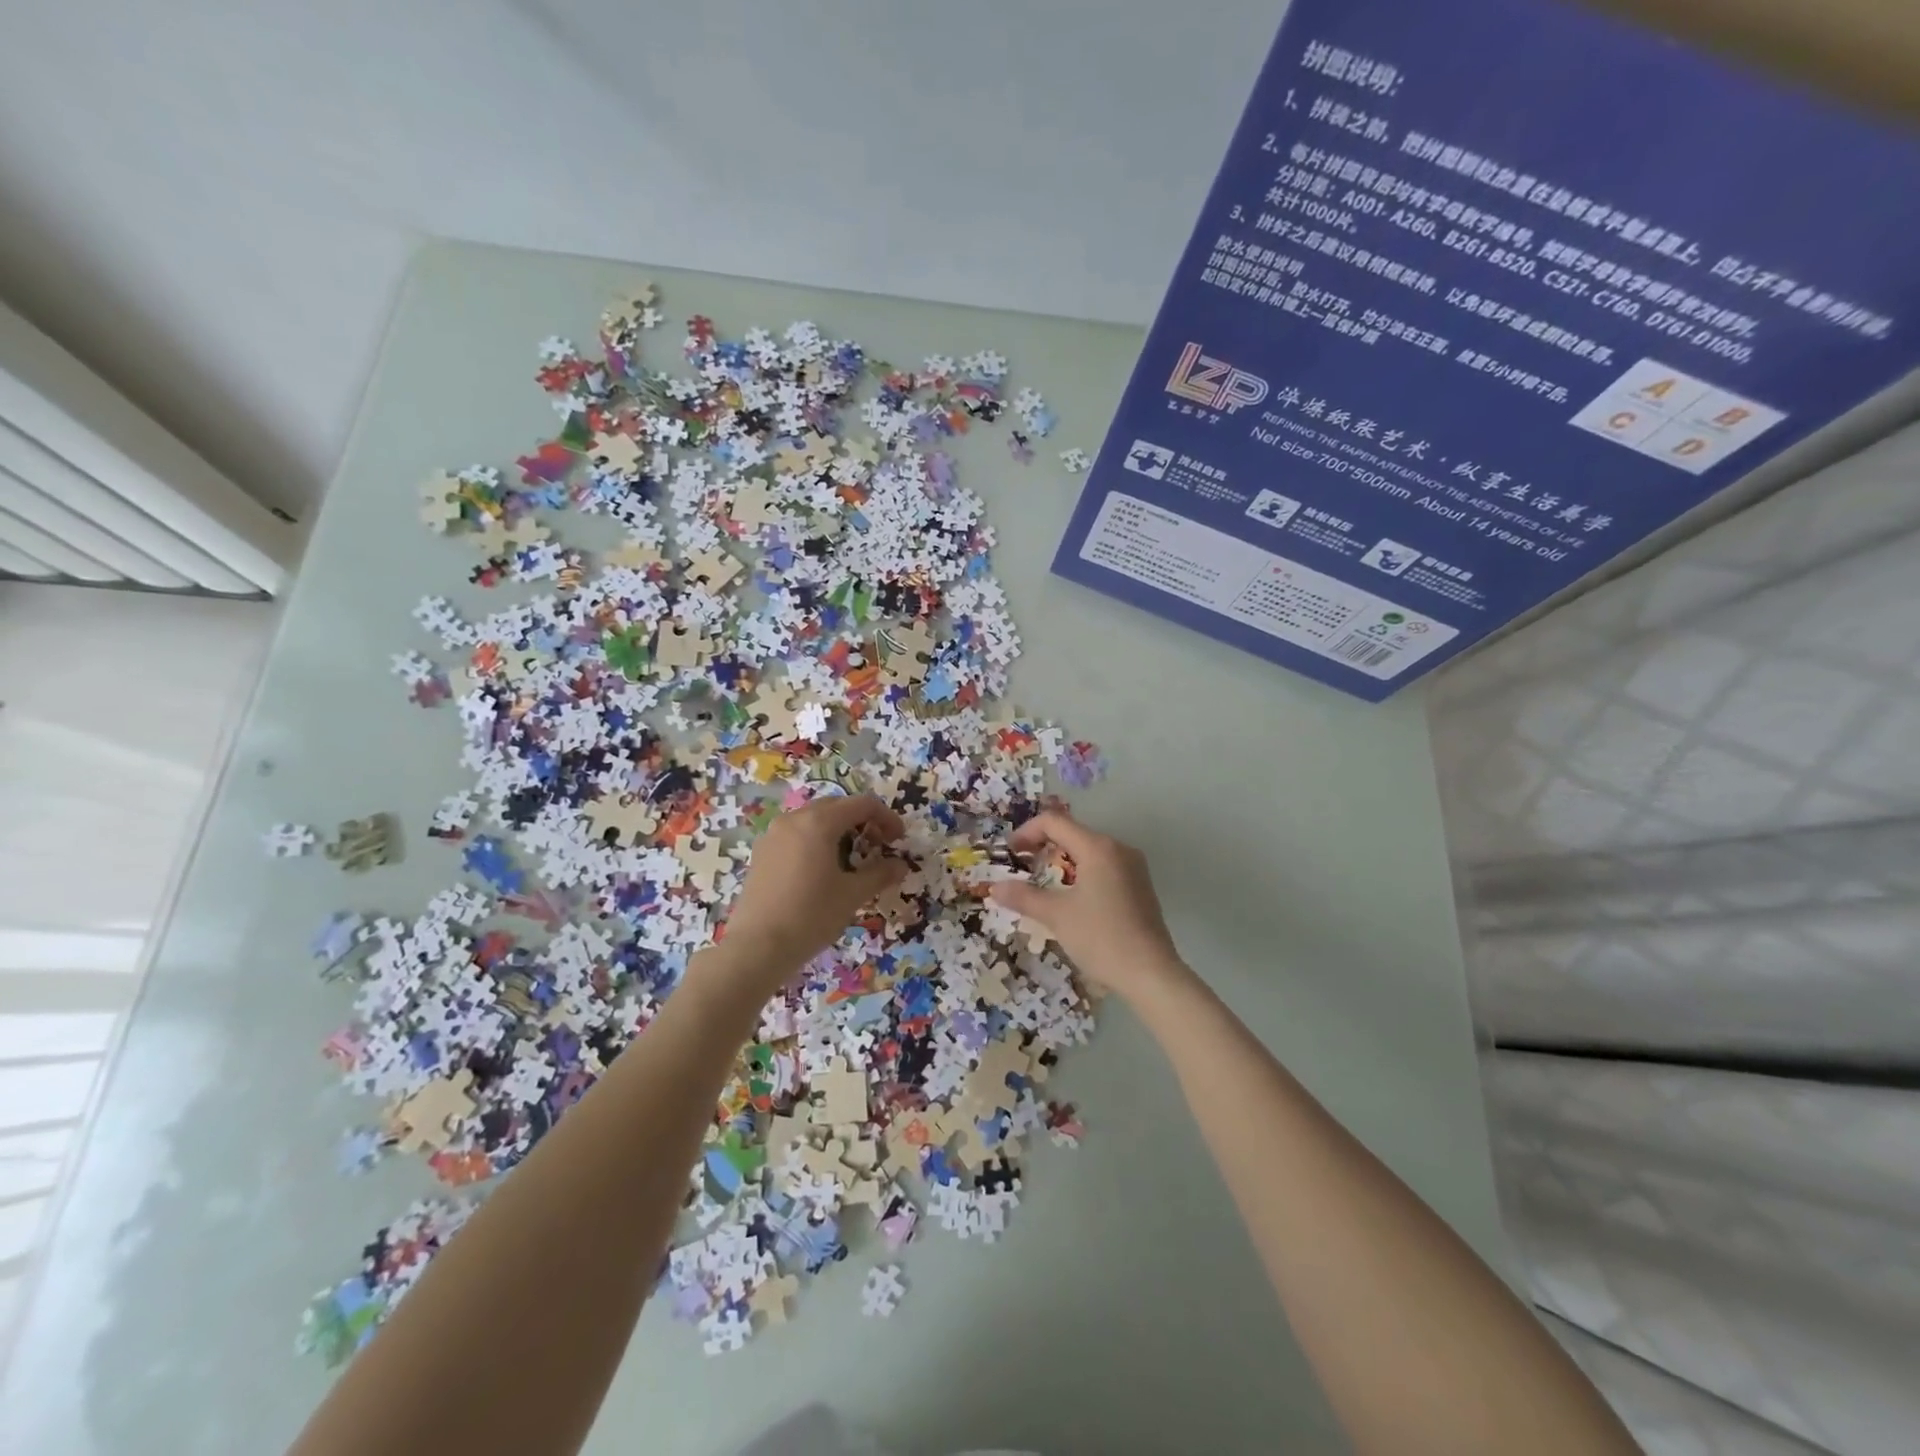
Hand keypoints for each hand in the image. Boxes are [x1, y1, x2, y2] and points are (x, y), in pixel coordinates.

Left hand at [720, 793, 906, 982]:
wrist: (756, 947)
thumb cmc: (811, 915)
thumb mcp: (852, 895)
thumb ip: (879, 874)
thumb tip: (900, 865)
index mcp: (819, 822)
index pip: (862, 804)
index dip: (886, 818)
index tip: (898, 840)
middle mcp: (794, 819)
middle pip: (837, 806)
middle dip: (862, 821)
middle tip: (877, 847)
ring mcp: (774, 834)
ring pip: (814, 819)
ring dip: (838, 830)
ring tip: (850, 859)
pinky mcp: (762, 852)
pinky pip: (796, 834)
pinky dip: (816, 841)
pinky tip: (821, 870)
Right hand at [988, 809, 1187, 1001]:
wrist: (1151, 974)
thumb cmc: (1101, 938)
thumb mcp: (1057, 916)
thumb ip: (1024, 897)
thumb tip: (994, 888)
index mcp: (1098, 847)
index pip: (1054, 822)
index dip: (1027, 832)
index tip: (1010, 853)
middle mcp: (1118, 848)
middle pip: (1073, 832)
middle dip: (1043, 845)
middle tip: (1022, 866)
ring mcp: (1133, 866)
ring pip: (1089, 849)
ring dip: (1062, 859)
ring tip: (1042, 882)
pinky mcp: (1139, 885)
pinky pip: (1103, 865)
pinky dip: (1081, 871)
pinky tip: (1072, 896)